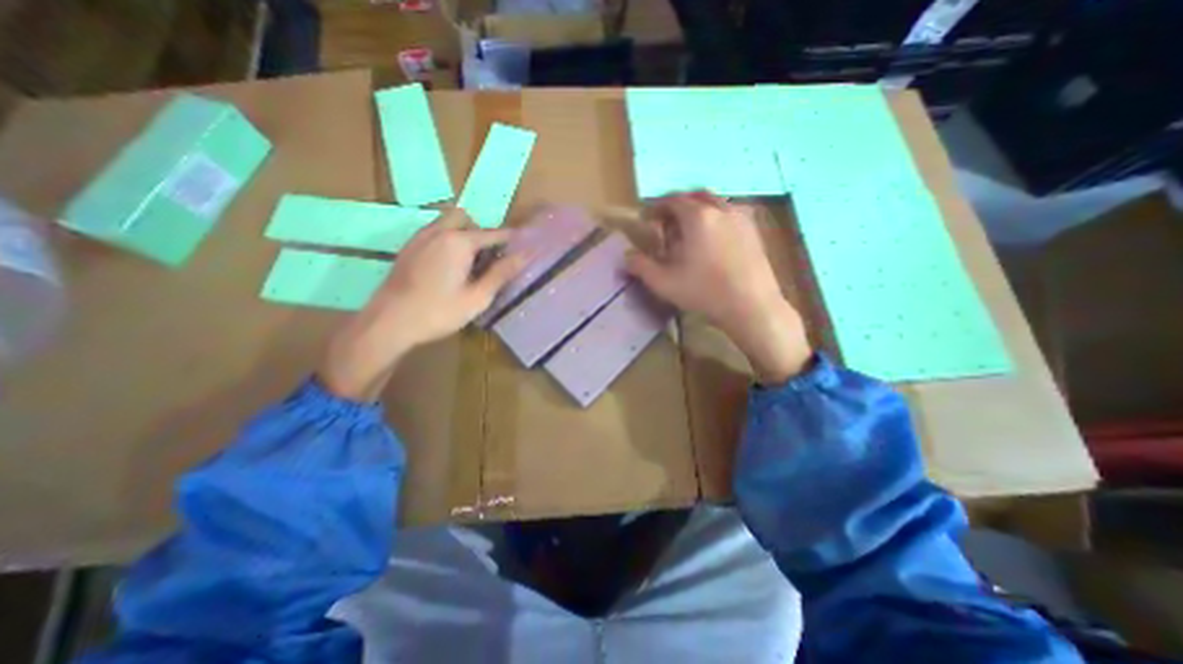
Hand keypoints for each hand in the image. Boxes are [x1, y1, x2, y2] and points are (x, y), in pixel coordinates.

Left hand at [321, 211, 525, 400]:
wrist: (389, 323)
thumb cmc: (438, 312)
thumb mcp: (477, 297)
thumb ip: (502, 273)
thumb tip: (526, 256)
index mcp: (459, 241)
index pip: (494, 234)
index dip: (511, 240)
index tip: (524, 246)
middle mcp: (439, 231)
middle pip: (466, 218)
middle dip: (481, 232)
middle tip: (488, 258)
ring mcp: (420, 238)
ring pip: (447, 223)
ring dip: (463, 234)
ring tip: (468, 263)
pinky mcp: (408, 248)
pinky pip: (433, 233)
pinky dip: (447, 240)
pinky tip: (448, 267)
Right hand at [627, 189, 813, 383]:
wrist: (751, 306)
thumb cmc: (704, 292)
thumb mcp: (663, 282)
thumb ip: (640, 266)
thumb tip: (625, 255)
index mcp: (697, 216)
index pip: (672, 200)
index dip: (656, 207)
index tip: (647, 218)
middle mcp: (721, 209)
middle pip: (695, 197)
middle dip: (678, 206)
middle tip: (667, 223)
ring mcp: (741, 218)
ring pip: (715, 204)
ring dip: (698, 211)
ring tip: (690, 233)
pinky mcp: (754, 231)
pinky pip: (730, 214)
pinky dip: (716, 219)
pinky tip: (712, 241)